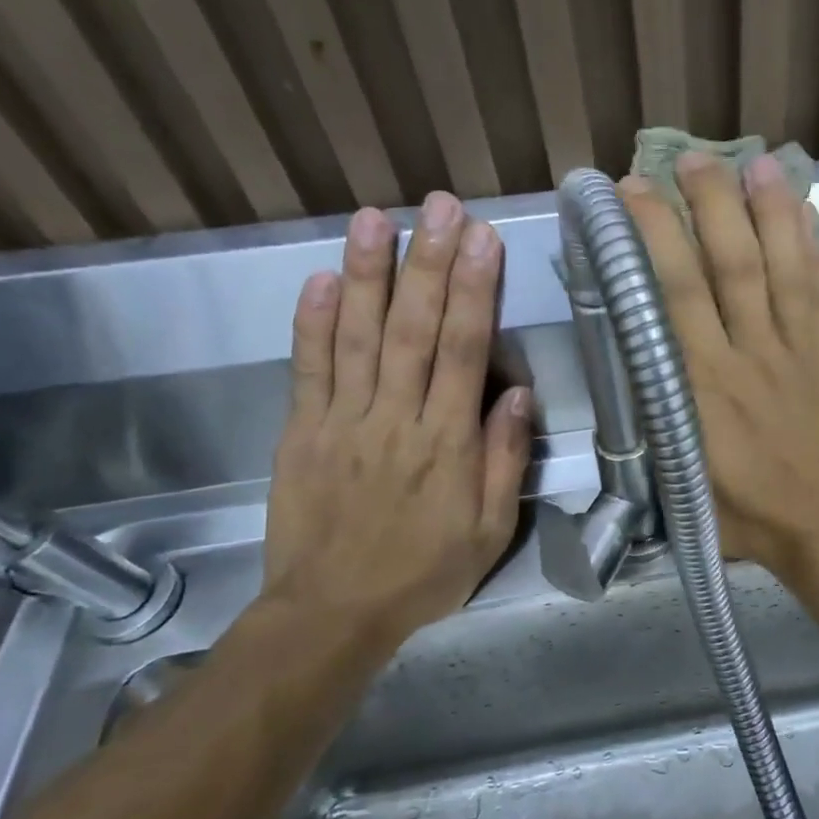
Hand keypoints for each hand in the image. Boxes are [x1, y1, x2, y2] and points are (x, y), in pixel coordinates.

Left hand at [262, 196, 530, 648]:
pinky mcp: (302, 432)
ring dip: (367, 275)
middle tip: (439, 206)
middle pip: (414, 329)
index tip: (482, 240)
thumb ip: (505, 461)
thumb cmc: (425, 573)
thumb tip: (517, 393)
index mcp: (448, 443)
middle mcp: (396, 419)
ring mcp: (343, 422)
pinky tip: (319, 278)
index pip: (464, 352)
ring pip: (356, 337)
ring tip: (376, 219)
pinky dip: (311, 322)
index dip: (474, 291)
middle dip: (429, 263)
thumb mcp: (491, 531)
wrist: (333, 613)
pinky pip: (307, 370)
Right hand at [619, 153, 818, 587]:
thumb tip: (631, 363)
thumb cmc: (748, 516)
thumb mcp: (681, 481)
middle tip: (684, 158)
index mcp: (703, 391)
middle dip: (704, 205)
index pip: (673, 297)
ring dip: (764, 208)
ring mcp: (800, 350)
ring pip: (780, 265)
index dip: (653, 238)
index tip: (632, 195)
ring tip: (748, 161)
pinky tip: (802, 206)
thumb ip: (656, 421)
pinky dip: (812, 243)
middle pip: (727, 265)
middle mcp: (750, 357)